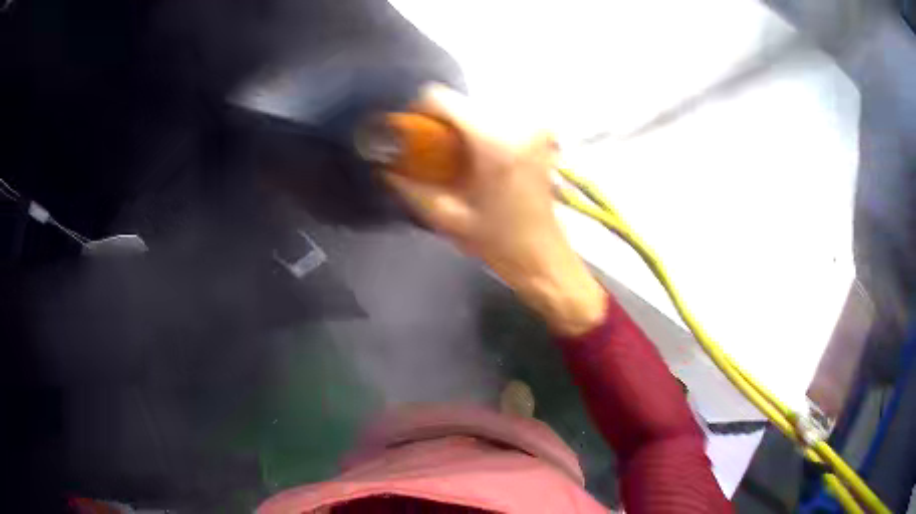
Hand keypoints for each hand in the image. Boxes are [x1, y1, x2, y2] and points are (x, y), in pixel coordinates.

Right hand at [383, 85, 605, 335]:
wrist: (542, 255)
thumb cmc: (497, 242)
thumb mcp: (445, 216)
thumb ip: (410, 186)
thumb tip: (385, 165)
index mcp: (494, 141)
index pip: (441, 98)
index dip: (418, 112)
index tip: (413, 135)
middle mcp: (518, 123)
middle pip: (460, 101)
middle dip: (441, 123)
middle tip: (434, 155)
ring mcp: (534, 125)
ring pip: (478, 106)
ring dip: (462, 127)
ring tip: (459, 160)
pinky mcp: (541, 132)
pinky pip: (498, 116)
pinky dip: (482, 130)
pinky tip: (481, 159)